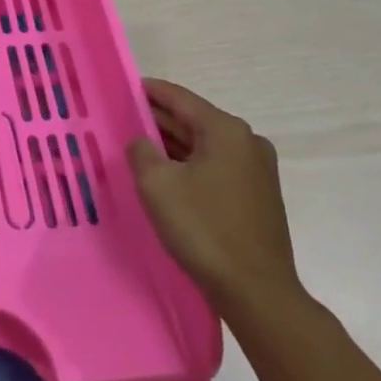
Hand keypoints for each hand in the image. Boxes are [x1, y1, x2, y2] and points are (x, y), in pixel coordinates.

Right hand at [128, 80, 302, 322]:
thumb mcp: (157, 184)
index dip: (148, 91)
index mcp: (226, 130)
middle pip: (193, 120)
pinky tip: (167, 176)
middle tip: (123, 120)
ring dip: (173, 145)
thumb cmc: (204, 229)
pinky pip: (215, 167)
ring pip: (204, 145)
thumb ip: (141, 151)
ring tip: (138, 148)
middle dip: (158, 120)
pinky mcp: (258, 196)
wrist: (257, 293)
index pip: (179, 98)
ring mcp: (257, 170)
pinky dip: (190, 165)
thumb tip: (142, 143)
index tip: (122, 87)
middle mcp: (247, 142)